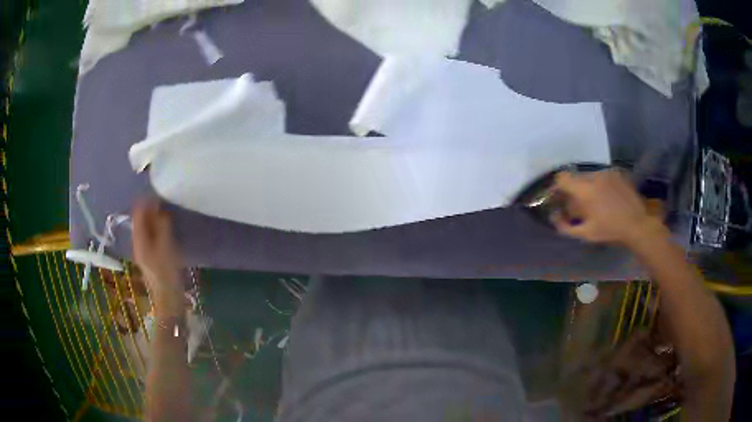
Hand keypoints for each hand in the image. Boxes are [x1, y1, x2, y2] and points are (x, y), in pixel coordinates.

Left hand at [132, 199, 183, 307]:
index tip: (160, 194)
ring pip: (145, 227)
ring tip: (167, 213)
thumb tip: (160, 209)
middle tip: (165, 202)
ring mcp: (143, 250)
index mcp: (139, 239)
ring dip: (154, 218)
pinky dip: (156, 228)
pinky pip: (150, 235)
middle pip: (140, 219)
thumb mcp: (166, 246)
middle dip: (150, 208)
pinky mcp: (149, 256)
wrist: (168, 298)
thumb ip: (162, 226)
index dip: (147, 201)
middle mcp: (137, 242)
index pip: (138, 212)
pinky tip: (166, 229)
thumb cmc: (167, 273)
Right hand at [551, 170, 668, 245]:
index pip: (562, 178)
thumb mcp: (586, 234)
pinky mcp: (616, 173)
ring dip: (587, 186)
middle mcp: (594, 176)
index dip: (558, 187)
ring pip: (589, 176)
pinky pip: (601, 176)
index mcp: (584, 190)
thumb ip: (565, 226)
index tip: (560, 198)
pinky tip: (607, 197)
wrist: (637, 224)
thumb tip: (553, 217)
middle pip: (575, 177)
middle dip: (574, 189)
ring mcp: (606, 173)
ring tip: (596, 201)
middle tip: (579, 204)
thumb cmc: (610, 231)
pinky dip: (600, 184)